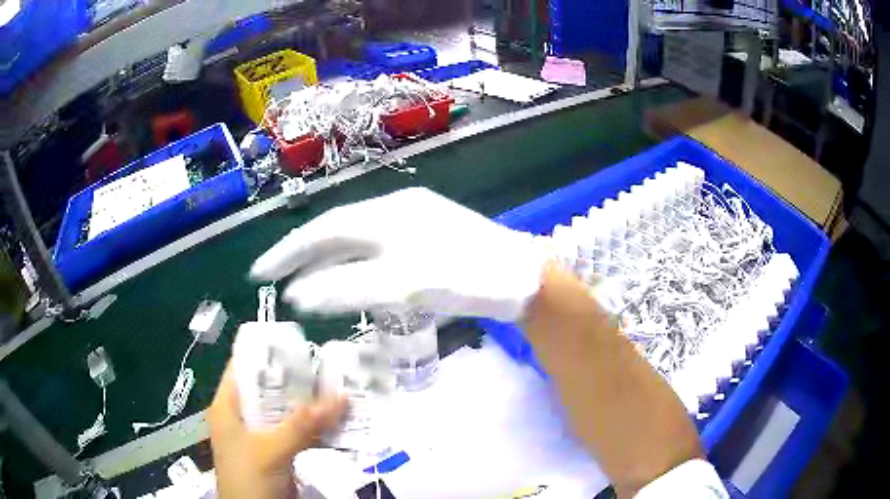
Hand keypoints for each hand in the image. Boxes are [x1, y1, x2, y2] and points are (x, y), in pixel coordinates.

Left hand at [209, 364, 347, 498]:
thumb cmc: (248, 477)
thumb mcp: (271, 449)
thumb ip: (303, 425)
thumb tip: (341, 396)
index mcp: (228, 406)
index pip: (244, 368)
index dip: (269, 354)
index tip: (301, 345)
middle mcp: (243, 416)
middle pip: (270, 391)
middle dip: (300, 382)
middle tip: (331, 369)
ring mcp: (261, 436)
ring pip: (287, 413)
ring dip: (312, 407)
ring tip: (342, 392)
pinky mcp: (278, 453)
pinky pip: (298, 434)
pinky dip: (316, 429)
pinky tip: (339, 423)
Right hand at [251, 188, 547, 320]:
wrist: (523, 278)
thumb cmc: (466, 278)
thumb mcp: (403, 286)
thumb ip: (347, 289)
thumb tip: (299, 294)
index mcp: (387, 213)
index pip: (323, 229)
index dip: (289, 250)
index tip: (260, 272)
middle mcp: (397, 208)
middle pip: (339, 231)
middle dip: (305, 255)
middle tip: (277, 278)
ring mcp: (416, 220)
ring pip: (359, 240)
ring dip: (330, 261)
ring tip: (306, 283)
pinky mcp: (430, 236)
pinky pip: (379, 249)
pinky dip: (358, 266)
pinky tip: (352, 280)